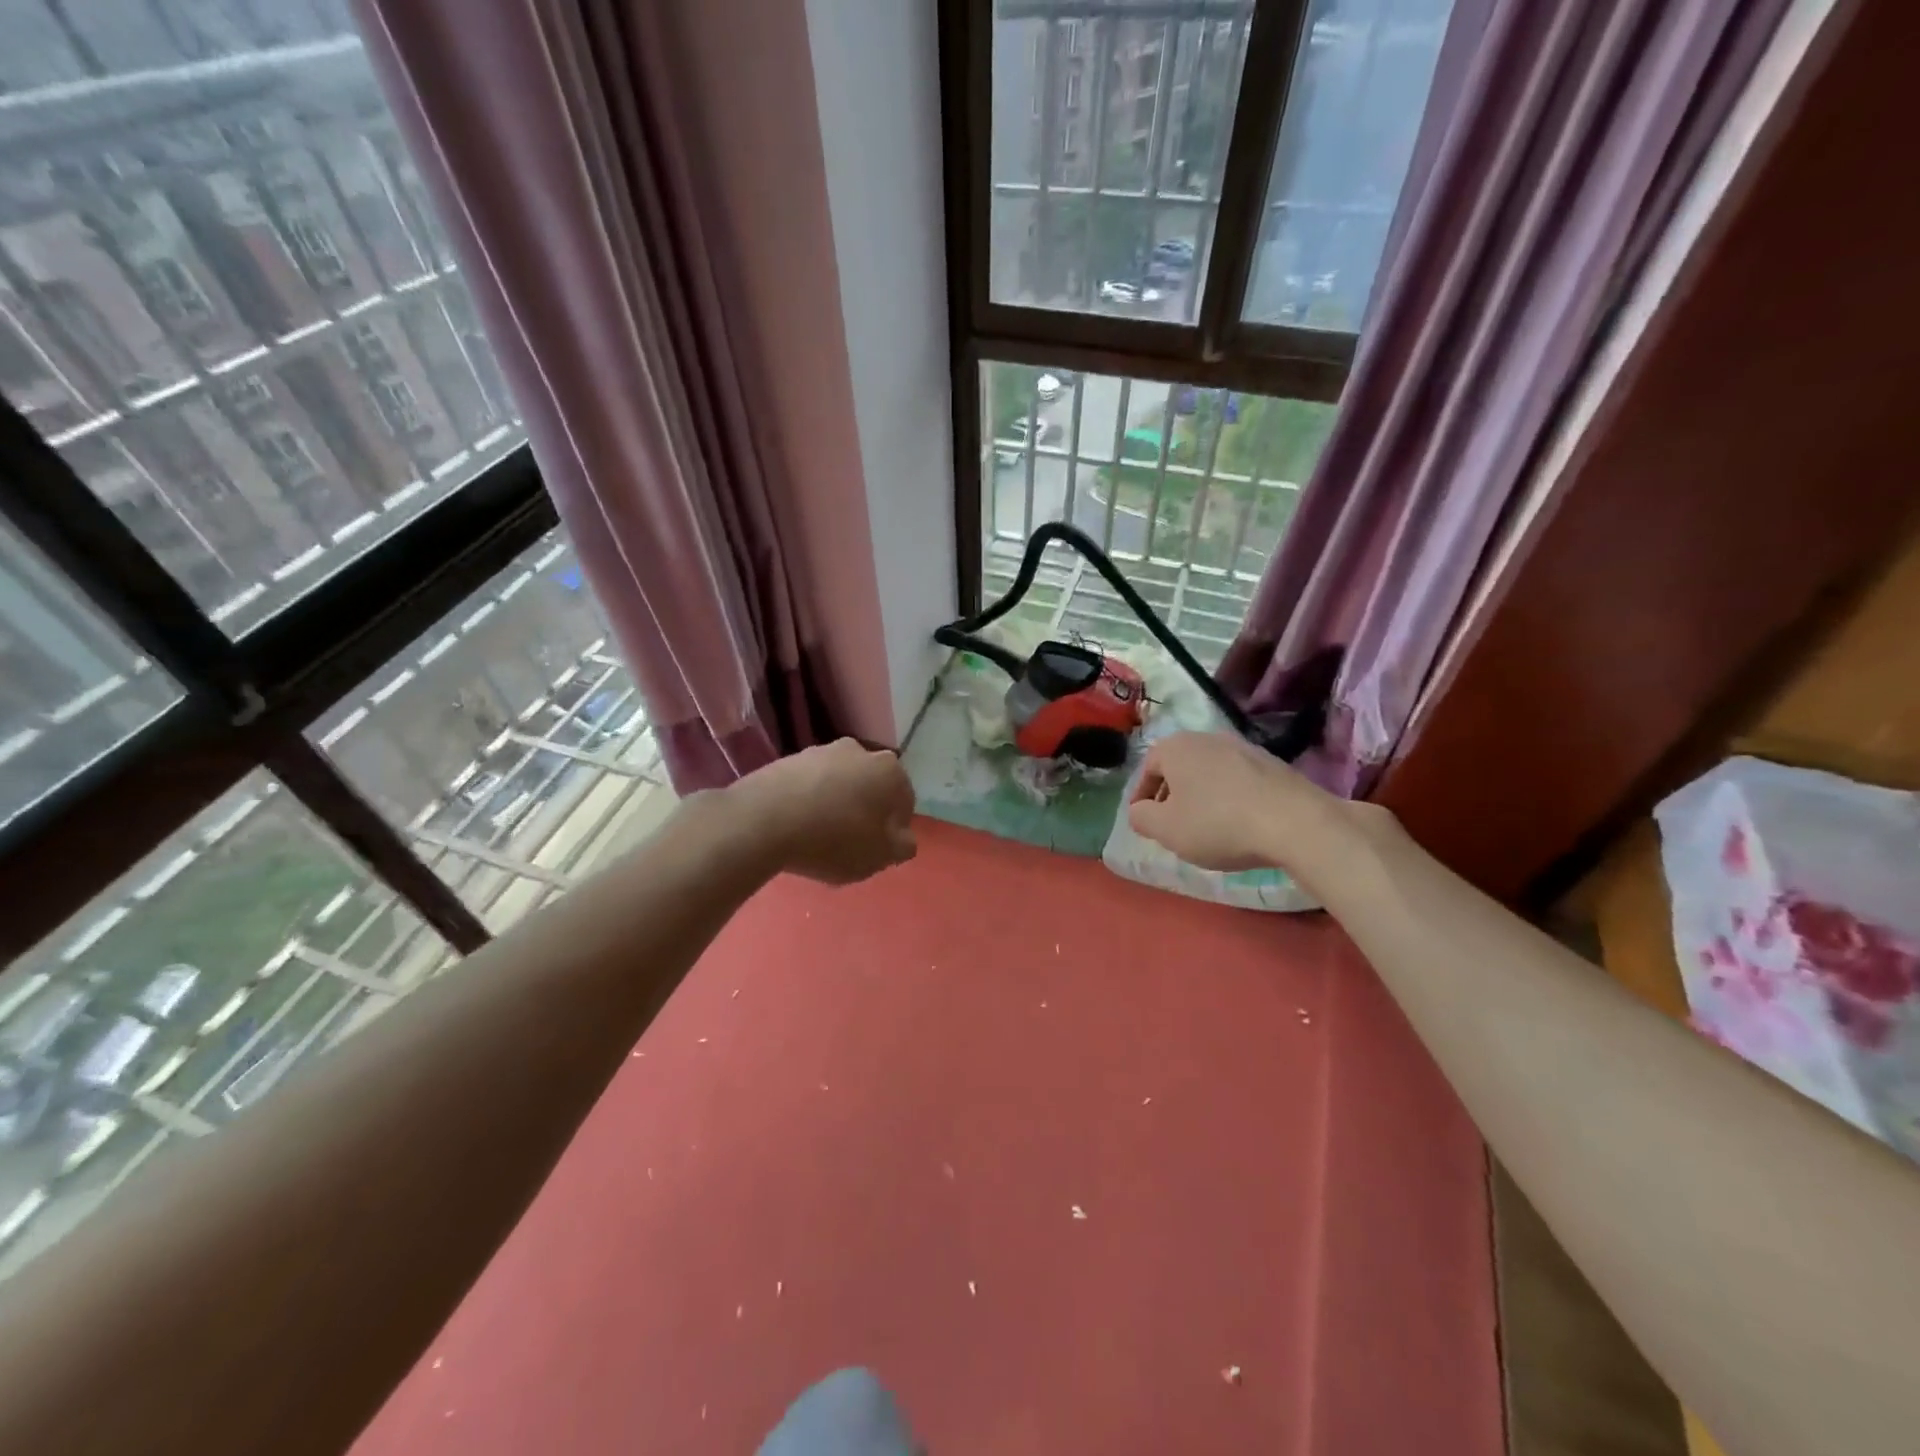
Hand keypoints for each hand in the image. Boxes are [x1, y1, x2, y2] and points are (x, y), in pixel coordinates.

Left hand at [733, 739, 917, 884]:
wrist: (762, 821)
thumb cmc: (834, 840)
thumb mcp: (879, 856)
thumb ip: (902, 846)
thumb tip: (904, 839)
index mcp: (889, 771)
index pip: (905, 801)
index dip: (894, 828)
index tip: (877, 849)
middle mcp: (859, 751)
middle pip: (870, 786)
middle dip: (865, 810)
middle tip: (850, 842)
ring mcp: (820, 751)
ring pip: (839, 782)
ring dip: (836, 803)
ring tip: (819, 835)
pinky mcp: (787, 759)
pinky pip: (808, 784)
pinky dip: (808, 801)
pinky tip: (796, 825)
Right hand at [1126, 730, 1344, 874]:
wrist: (1295, 822)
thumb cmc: (1217, 824)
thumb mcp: (1166, 830)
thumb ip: (1141, 818)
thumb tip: (1139, 811)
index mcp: (1175, 747)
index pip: (1146, 770)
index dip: (1141, 799)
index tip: (1145, 823)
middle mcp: (1207, 737)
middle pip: (1179, 768)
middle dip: (1172, 796)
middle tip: (1173, 826)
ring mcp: (1244, 747)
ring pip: (1209, 773)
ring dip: (1202, 797)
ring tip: (1207, 828)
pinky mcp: (1273, 763)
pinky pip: (1238, 780)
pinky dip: (1230, 798)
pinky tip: (1239, 824)